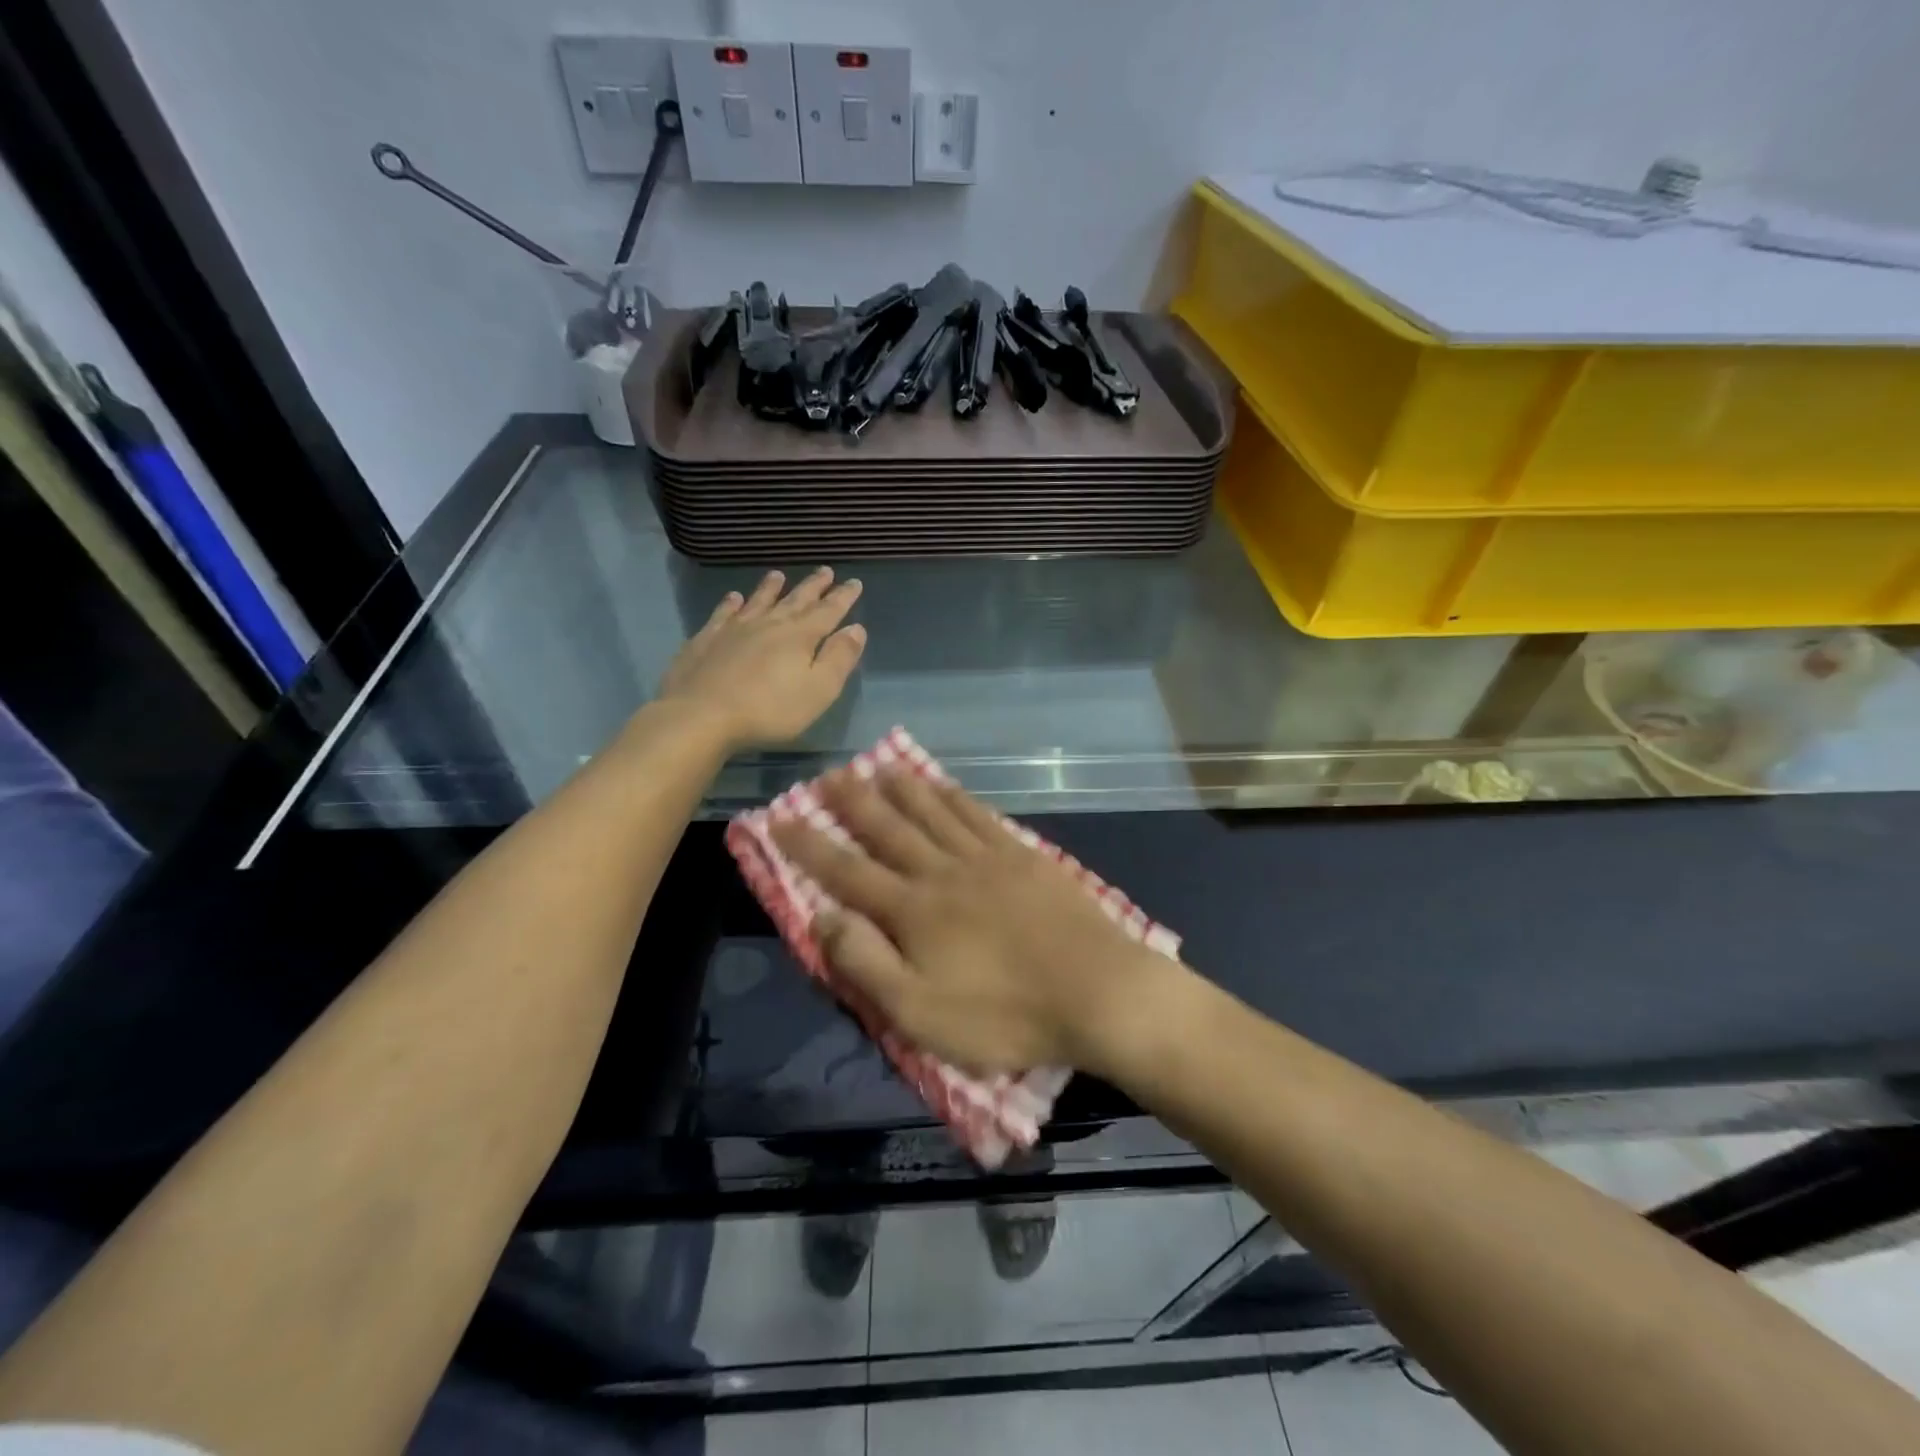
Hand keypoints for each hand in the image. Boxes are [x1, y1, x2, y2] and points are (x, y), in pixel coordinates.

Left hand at [660, 568, 865, 751]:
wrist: (701, 715)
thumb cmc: (769, 709)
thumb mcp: (819, 690)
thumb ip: (839, 658)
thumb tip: (856, 628)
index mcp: (800, 636)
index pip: (828, 611)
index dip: (843, 597)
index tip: (854, 582)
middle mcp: (769, 624)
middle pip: (796, 600)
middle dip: (814, 586)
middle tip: (826, 570)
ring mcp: (734, 629)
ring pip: (758, 601)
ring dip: (770, 588)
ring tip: (779, 575)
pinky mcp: (706, 640)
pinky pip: (723, 614)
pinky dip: (730, 603)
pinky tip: (733, 597)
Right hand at [770, 766, 1182, 1075]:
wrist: (1096, 991)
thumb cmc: (1004, 1015)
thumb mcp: (920, 1014)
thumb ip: (866, 964)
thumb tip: (822, 917)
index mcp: (913, 911)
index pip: (846, 872)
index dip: (808, 846)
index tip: (779, 819)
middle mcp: (943, 872)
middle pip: (889, 829)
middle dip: (853, 803)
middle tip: (829, 775)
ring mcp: (987, 858)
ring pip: (933, 812)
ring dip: (902, 789)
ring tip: (879, 766)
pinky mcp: (1024, 856)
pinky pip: (979, 815)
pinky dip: (955, 797)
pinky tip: (945, 787)